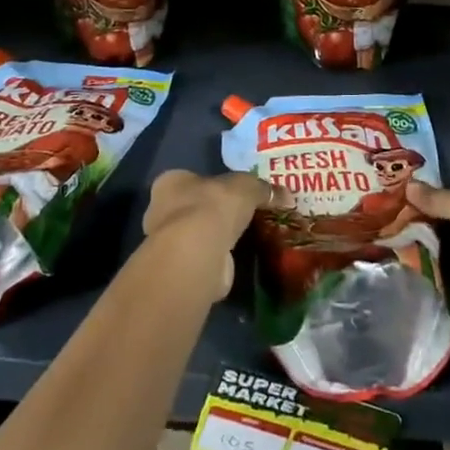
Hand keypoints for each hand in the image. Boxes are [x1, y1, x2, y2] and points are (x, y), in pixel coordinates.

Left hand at [143, 170, 282, 300]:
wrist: (197, 254)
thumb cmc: (213, 207)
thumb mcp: (246, 187)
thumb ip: (263, 189)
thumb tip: (287, 195)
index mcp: (171, 182)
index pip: (192, 179)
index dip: (214, 185)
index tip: (235, 195)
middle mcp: (161, 210)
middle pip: (193, 207)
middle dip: (215, 213)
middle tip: (243, 218)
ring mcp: (168, 243)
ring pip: (198, 235)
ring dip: (217, 239)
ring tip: (245, 240)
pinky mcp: (179, 269)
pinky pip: (204, 259)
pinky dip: (218, 260)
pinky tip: (237, 261)